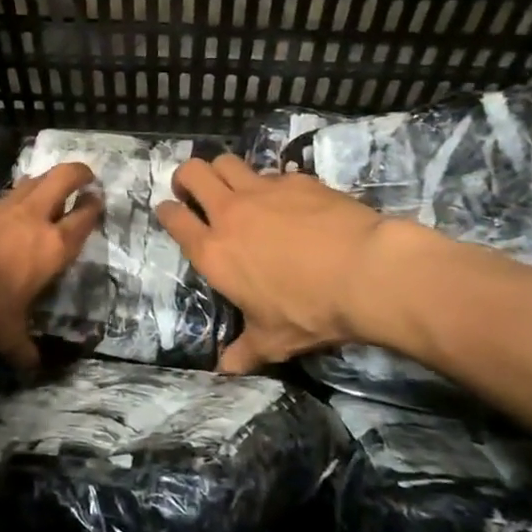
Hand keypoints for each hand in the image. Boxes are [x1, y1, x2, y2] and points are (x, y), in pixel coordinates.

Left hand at [0, 162, 101, 368]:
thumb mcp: (3, 331)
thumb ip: (20, 344)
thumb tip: (32, 364)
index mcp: (50, 247)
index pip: (81, 220)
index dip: (93, 208)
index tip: (98, 199)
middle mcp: (30, 219)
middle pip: (61, 179)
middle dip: (76, 173)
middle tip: (84, 174)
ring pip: (29, 182)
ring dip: (41, 182)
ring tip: (45, 186)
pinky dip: (4, 204)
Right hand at [157, 154, 409, 373]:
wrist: (365, 272)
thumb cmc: (310, 311)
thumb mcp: (274, 340)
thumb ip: (245, 350)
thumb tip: (225, 370)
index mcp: (214, 252)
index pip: (174, 218)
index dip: (166, 211)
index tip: (169, 211)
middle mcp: (230, 213)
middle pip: (192, 173)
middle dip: (186, 177)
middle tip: (194, 190)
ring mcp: (263, 191)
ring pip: (226, 161)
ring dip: (222, 171)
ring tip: (233, 186)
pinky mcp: (296, 180)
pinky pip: (272, 172)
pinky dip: (270, 183)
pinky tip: (287, 200)